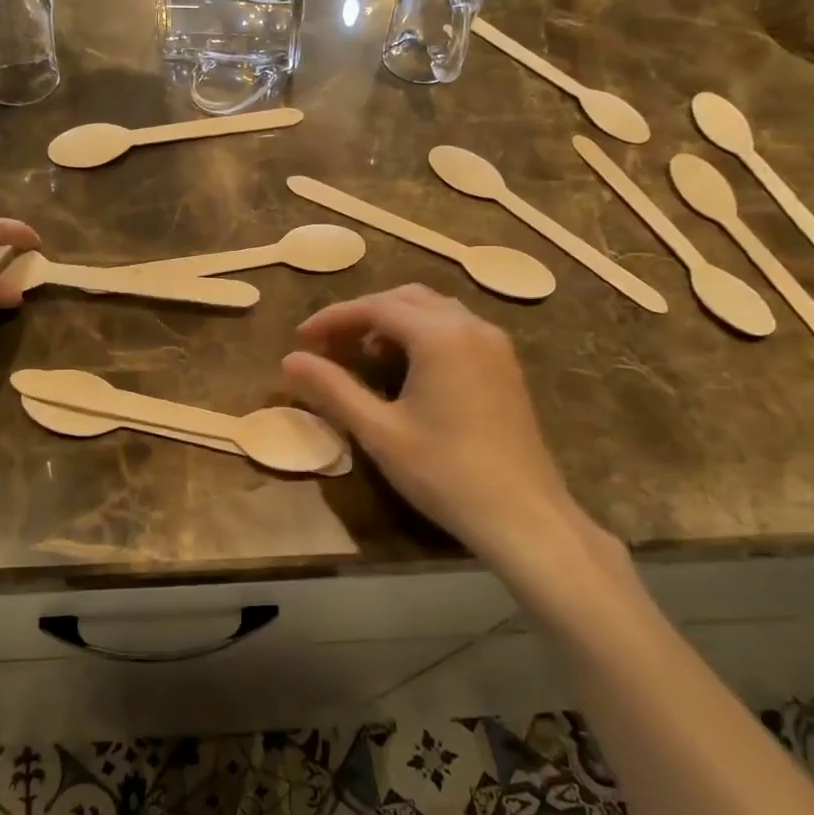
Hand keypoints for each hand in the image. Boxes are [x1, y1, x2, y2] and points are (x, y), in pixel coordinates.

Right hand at [282, 285, 618, 577]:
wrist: (524, 516)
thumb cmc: (445, 473)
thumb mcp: (379, 431)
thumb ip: (333, 389)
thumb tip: (289, 360)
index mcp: (440, 335)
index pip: (375, 307)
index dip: (333, 318)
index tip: (301, 338)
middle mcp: (471, 326)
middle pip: (406, 299)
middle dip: (363, 315)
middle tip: (329, 344)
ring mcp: (494, 344)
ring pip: (434, 310)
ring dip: (394, 322)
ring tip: (363, 354)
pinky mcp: (505, 365)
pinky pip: (456, 329)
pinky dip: (423, 334)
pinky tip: (407, 368)